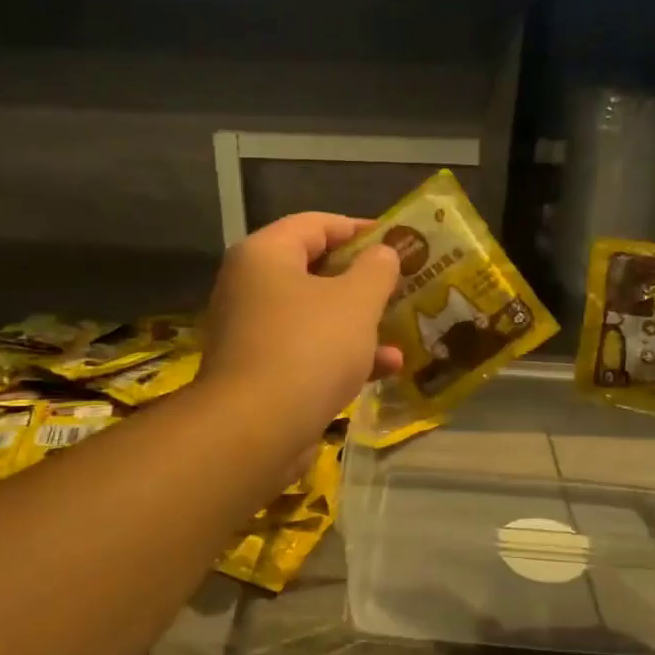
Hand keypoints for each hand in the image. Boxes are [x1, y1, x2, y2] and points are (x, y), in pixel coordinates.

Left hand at [200, 213, 404, 446]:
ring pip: (316, 315)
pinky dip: (343, 355)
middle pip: (315, 270)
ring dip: (360, 323)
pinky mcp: (261, 372)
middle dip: (364, 281)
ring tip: (403, 330)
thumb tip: (384, 253)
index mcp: (265, 254)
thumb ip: (377, 270)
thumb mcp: (356, 301)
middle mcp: (251, 287)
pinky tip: (386, 369)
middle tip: (404, 284)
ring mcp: (253, 332)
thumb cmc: (309, 348)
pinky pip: (309, 351)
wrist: (255, 430)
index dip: (361, 229)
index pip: (316, 224)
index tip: (399, 241)